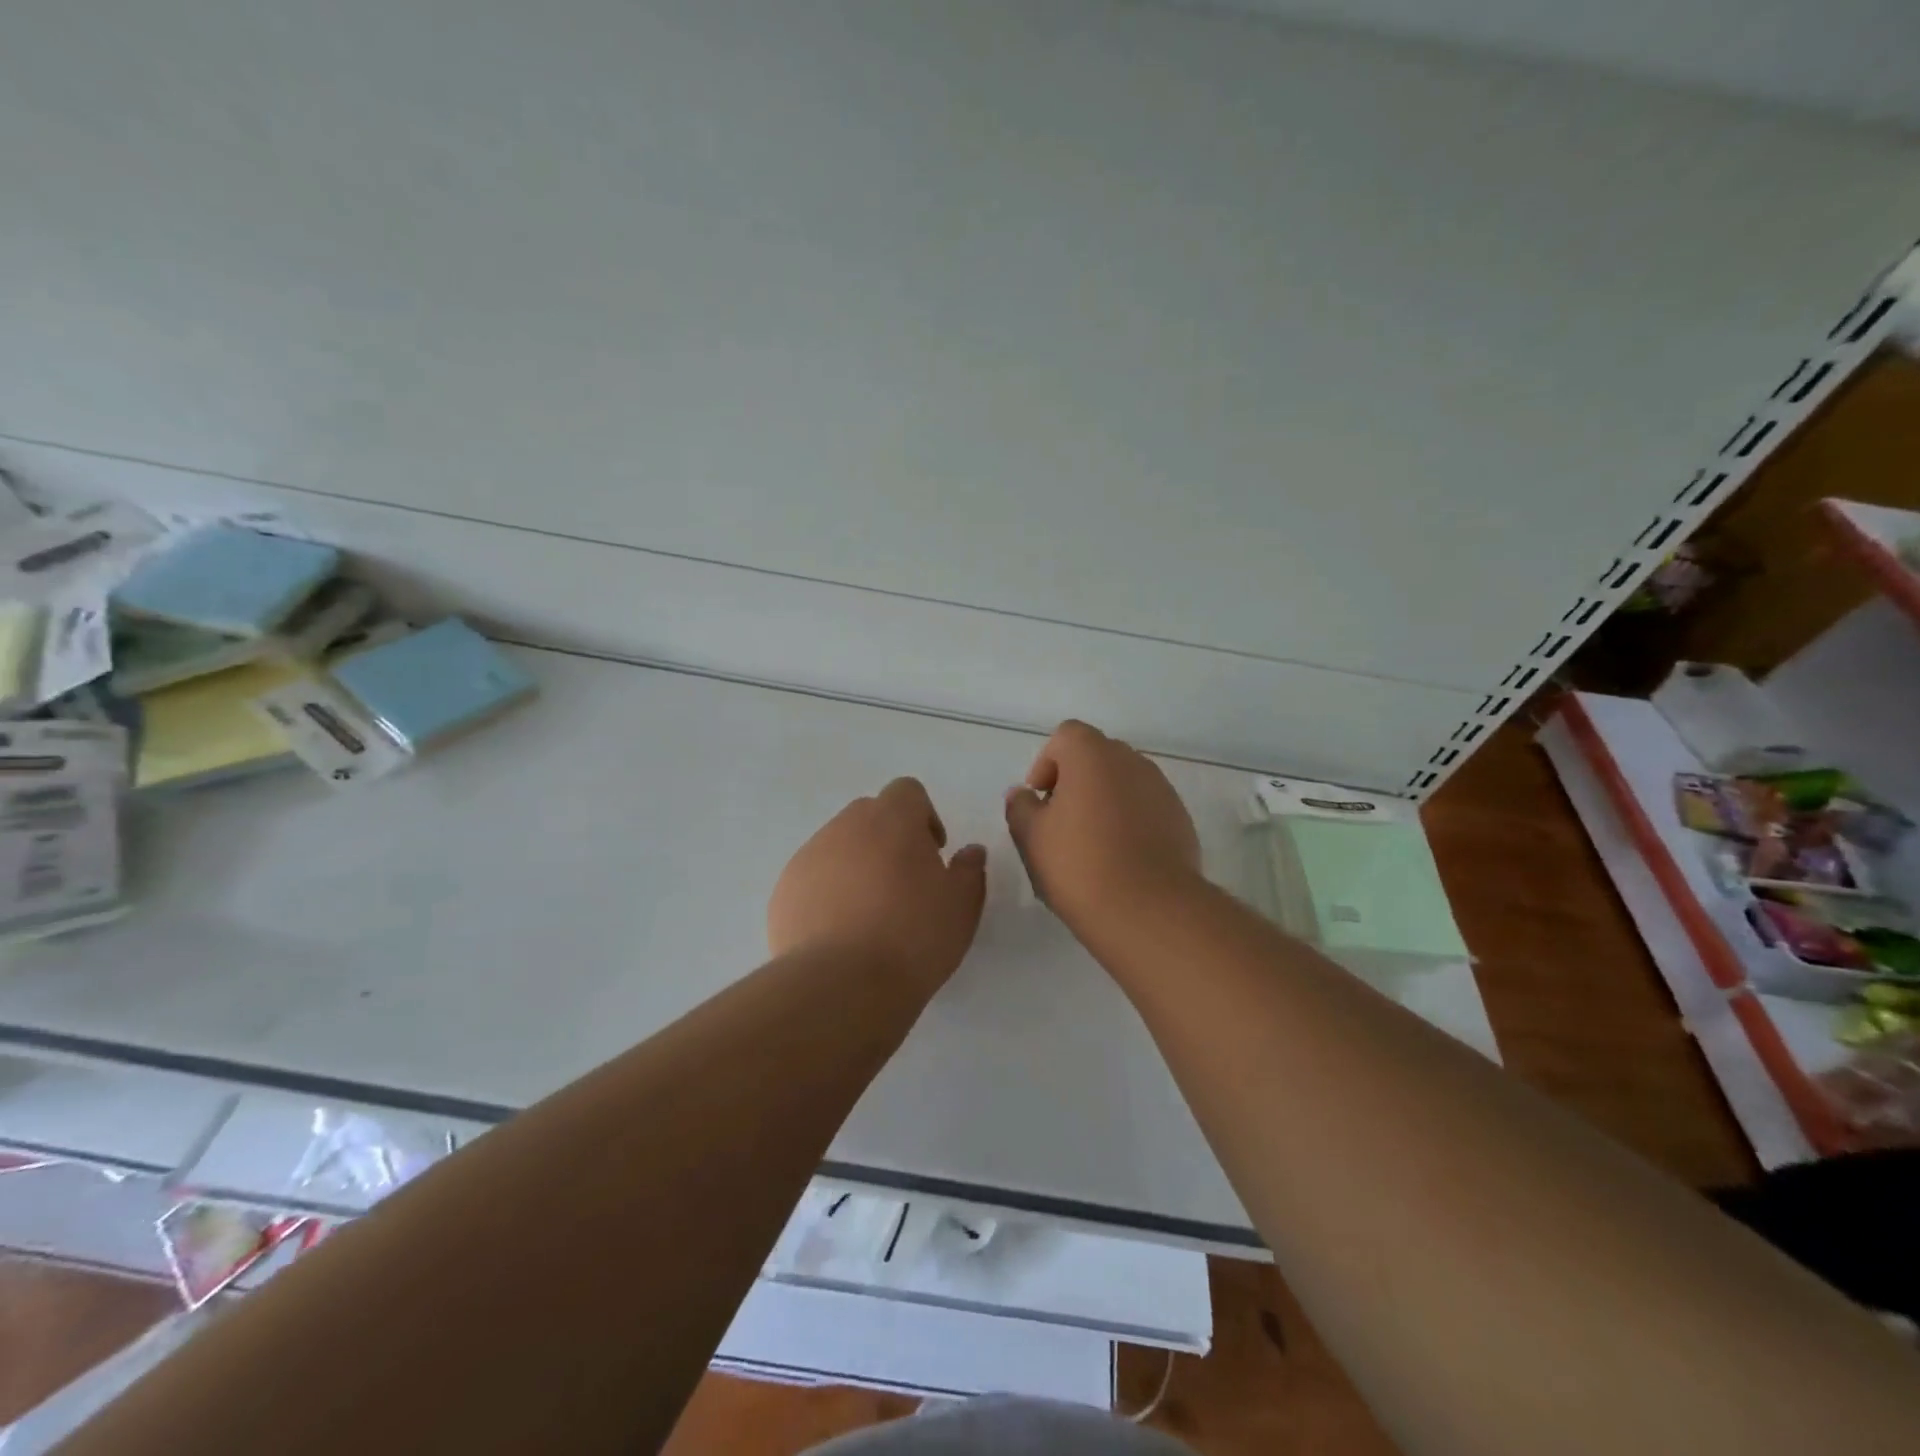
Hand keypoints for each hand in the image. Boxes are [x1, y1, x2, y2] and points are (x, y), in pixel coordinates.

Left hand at [769, 777, 987, 987]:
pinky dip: (828, 894)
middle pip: (869, 815)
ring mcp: (808, 857)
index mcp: (891, 819)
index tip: (933, 853)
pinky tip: (840, 933)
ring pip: (838, 847)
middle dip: (888, 839)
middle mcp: (845, 827)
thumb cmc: (913, 936)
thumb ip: (970, 870)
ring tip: (870, 915)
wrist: (841, 984)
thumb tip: (970, 852)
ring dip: (857, 866)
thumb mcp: (962, 905)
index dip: (923, 816)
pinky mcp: (784, 891)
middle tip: (905, 884)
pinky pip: (813, 879)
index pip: (906, 791)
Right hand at [1004, 720, 1200, 931]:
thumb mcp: (1031, 837)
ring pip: (1124, 782)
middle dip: (1076, 780)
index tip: (1040, 800)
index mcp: (1092, 755)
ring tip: (1092, 843)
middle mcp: (1131, 761)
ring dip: (1105, 800)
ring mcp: (1161, 789)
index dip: (1047, 763)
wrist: (1148, 909)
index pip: (1066, 736)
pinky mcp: (1181, 819)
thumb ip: (1021, 807)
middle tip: (1061, 821)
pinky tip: (1121, 858)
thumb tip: (1023, 795)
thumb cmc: (1079, 864)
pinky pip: (1146, 807)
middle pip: (1097, 756)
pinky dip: (1130, 821)